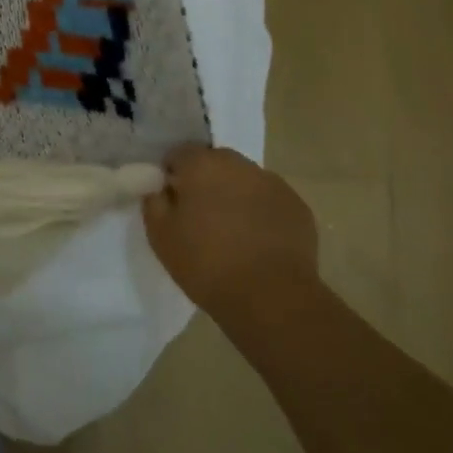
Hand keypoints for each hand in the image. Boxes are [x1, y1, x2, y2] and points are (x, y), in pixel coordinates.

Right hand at [142, 146, 319, 307]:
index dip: (172, 176)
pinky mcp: (298, 206)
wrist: (271, 298)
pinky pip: (269, 201)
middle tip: (200, 218)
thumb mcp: (160, 235)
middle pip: (215, 163)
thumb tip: (161, 188)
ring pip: (245, 180)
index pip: (179, 154)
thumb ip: (154, 201)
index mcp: (202, 165)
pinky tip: (258, 243)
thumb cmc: (206, 263)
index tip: (172, 202)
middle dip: (205, 182)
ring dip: (235, 196)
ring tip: (232, 233)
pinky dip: (261, 213)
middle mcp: (239, 164)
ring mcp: (273, 183)